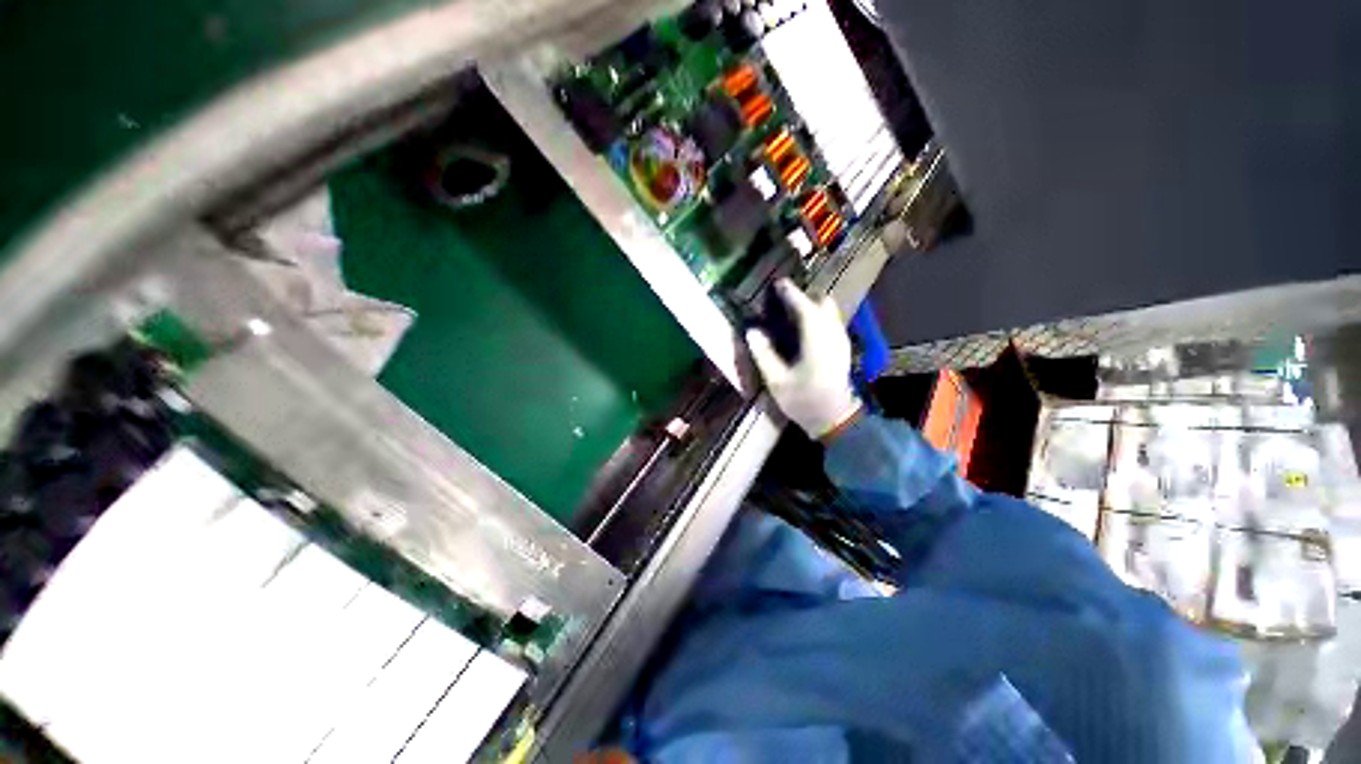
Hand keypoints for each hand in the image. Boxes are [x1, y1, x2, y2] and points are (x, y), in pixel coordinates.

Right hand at [745, 279, 862, 439]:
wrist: (834, 419)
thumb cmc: (803, 401)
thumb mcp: (776, 381)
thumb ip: (763, 354)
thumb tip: (753, 331)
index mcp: (817, 342)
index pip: (805, 308)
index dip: (791, 294)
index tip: (778, 283)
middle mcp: (833, 335)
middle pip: (823, 303)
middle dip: (805, 298)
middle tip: (783, 303)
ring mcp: (841, 341)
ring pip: (830, 312)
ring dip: (812, 307)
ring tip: (790, 315)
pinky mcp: (842, 348)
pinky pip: (831, 322)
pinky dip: (818, 317)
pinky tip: (803, 330)